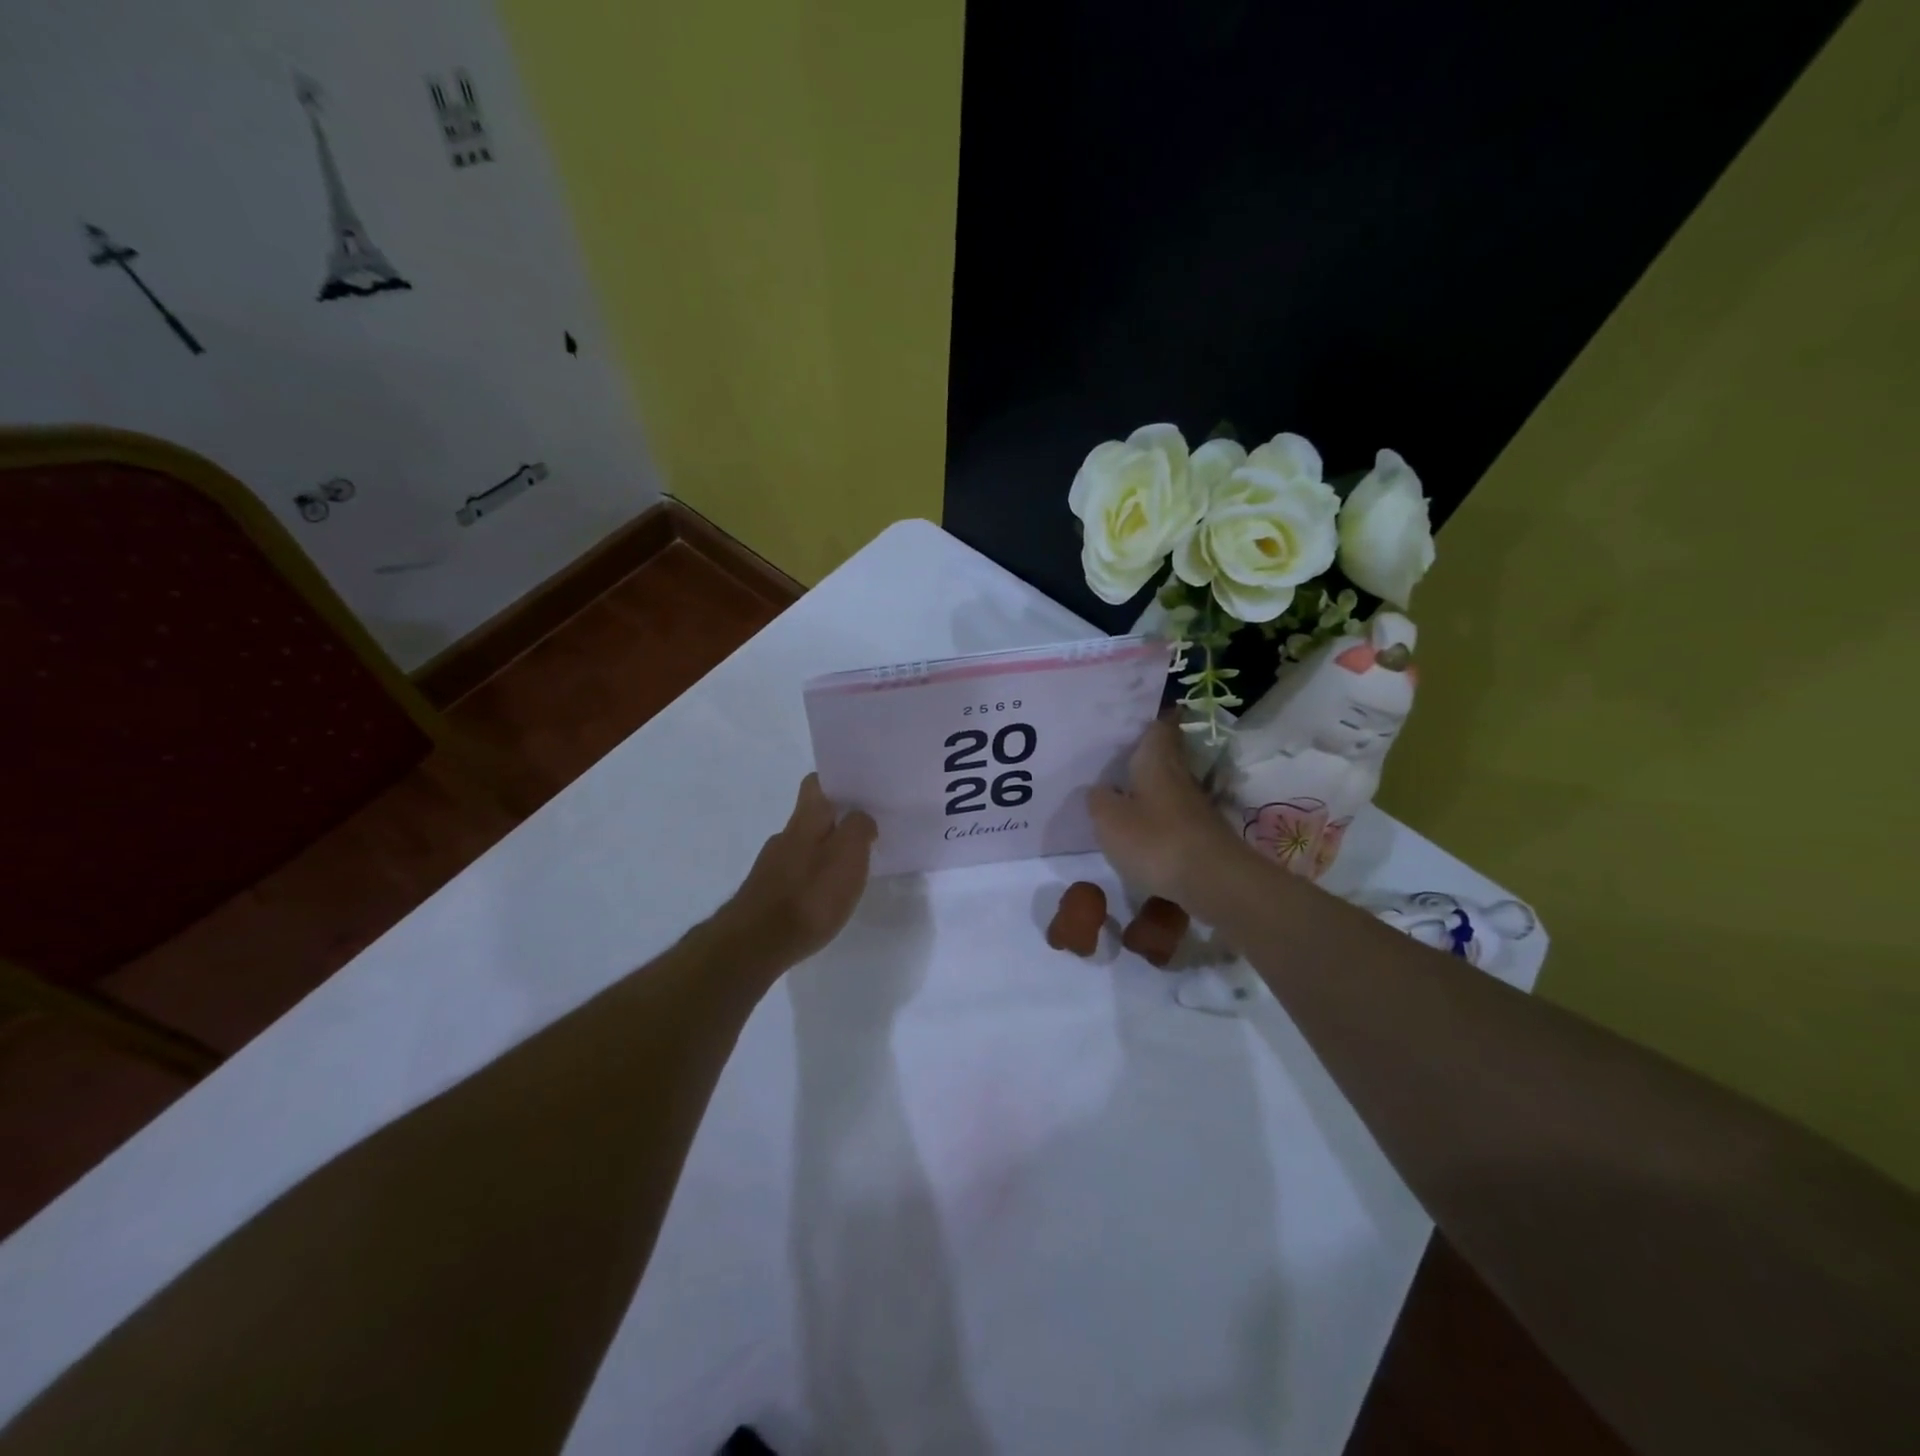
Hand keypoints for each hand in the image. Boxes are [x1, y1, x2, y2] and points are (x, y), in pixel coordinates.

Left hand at [718, 774, 877, 969]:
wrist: (755, 945)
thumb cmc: (809, 895)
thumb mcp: (847, 855)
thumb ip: (858, 828)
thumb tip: (861, 818)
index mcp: (805, 820)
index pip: (816, 783)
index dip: (836, 782)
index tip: (860, 793)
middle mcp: (784, 836)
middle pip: (812, 817)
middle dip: (837, 823)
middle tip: (866, 837)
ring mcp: (771, 866)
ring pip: (804, 847)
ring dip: (826, 854)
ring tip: (849, 874)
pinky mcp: (765, 894)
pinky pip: (795, 876)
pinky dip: (812, 880)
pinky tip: (824, 900)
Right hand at [1088, 720, 1247, 904]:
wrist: (1214, 881)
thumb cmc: (1155, 839)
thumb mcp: (1108, 819)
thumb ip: (1098, 799)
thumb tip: (1101, 790)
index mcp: (1156, 759)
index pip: (1159, 725)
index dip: (1150, 718)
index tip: (1135, 716)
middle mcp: (1179, 774)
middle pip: (1165, 754)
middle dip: (1144, 754)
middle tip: (1115, 755)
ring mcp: (1194, 805)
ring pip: (1168, 785)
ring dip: (1149, 787)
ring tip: (1120, 792)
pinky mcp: (1200, 833)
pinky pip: (1173, 814)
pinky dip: (1157, 816)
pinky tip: (1139, 828)